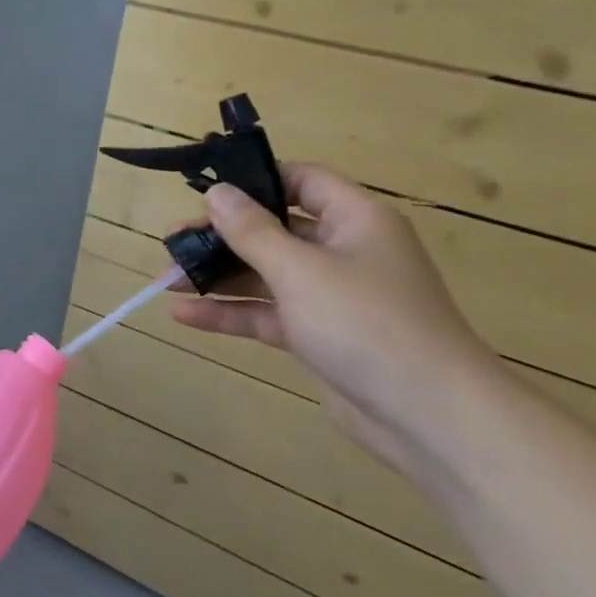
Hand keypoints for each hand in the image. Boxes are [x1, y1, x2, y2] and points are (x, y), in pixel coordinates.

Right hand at [168, 166, 500, 476]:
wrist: (429, 416)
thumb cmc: (366, 323)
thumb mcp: (300, 270)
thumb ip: (253, 231)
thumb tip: (217, 192)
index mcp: (355, 219)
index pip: (301, 180)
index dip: (255, 180)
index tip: (206, 192)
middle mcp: (343, 250)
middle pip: (274, 229)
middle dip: (221, 236)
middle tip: (172, 242)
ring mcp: (330, 296)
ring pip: (265, 274)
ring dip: (218, 276)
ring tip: (165, 278)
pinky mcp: (318, 335)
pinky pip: (267, 313)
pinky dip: (230, 312)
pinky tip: (184, 314)